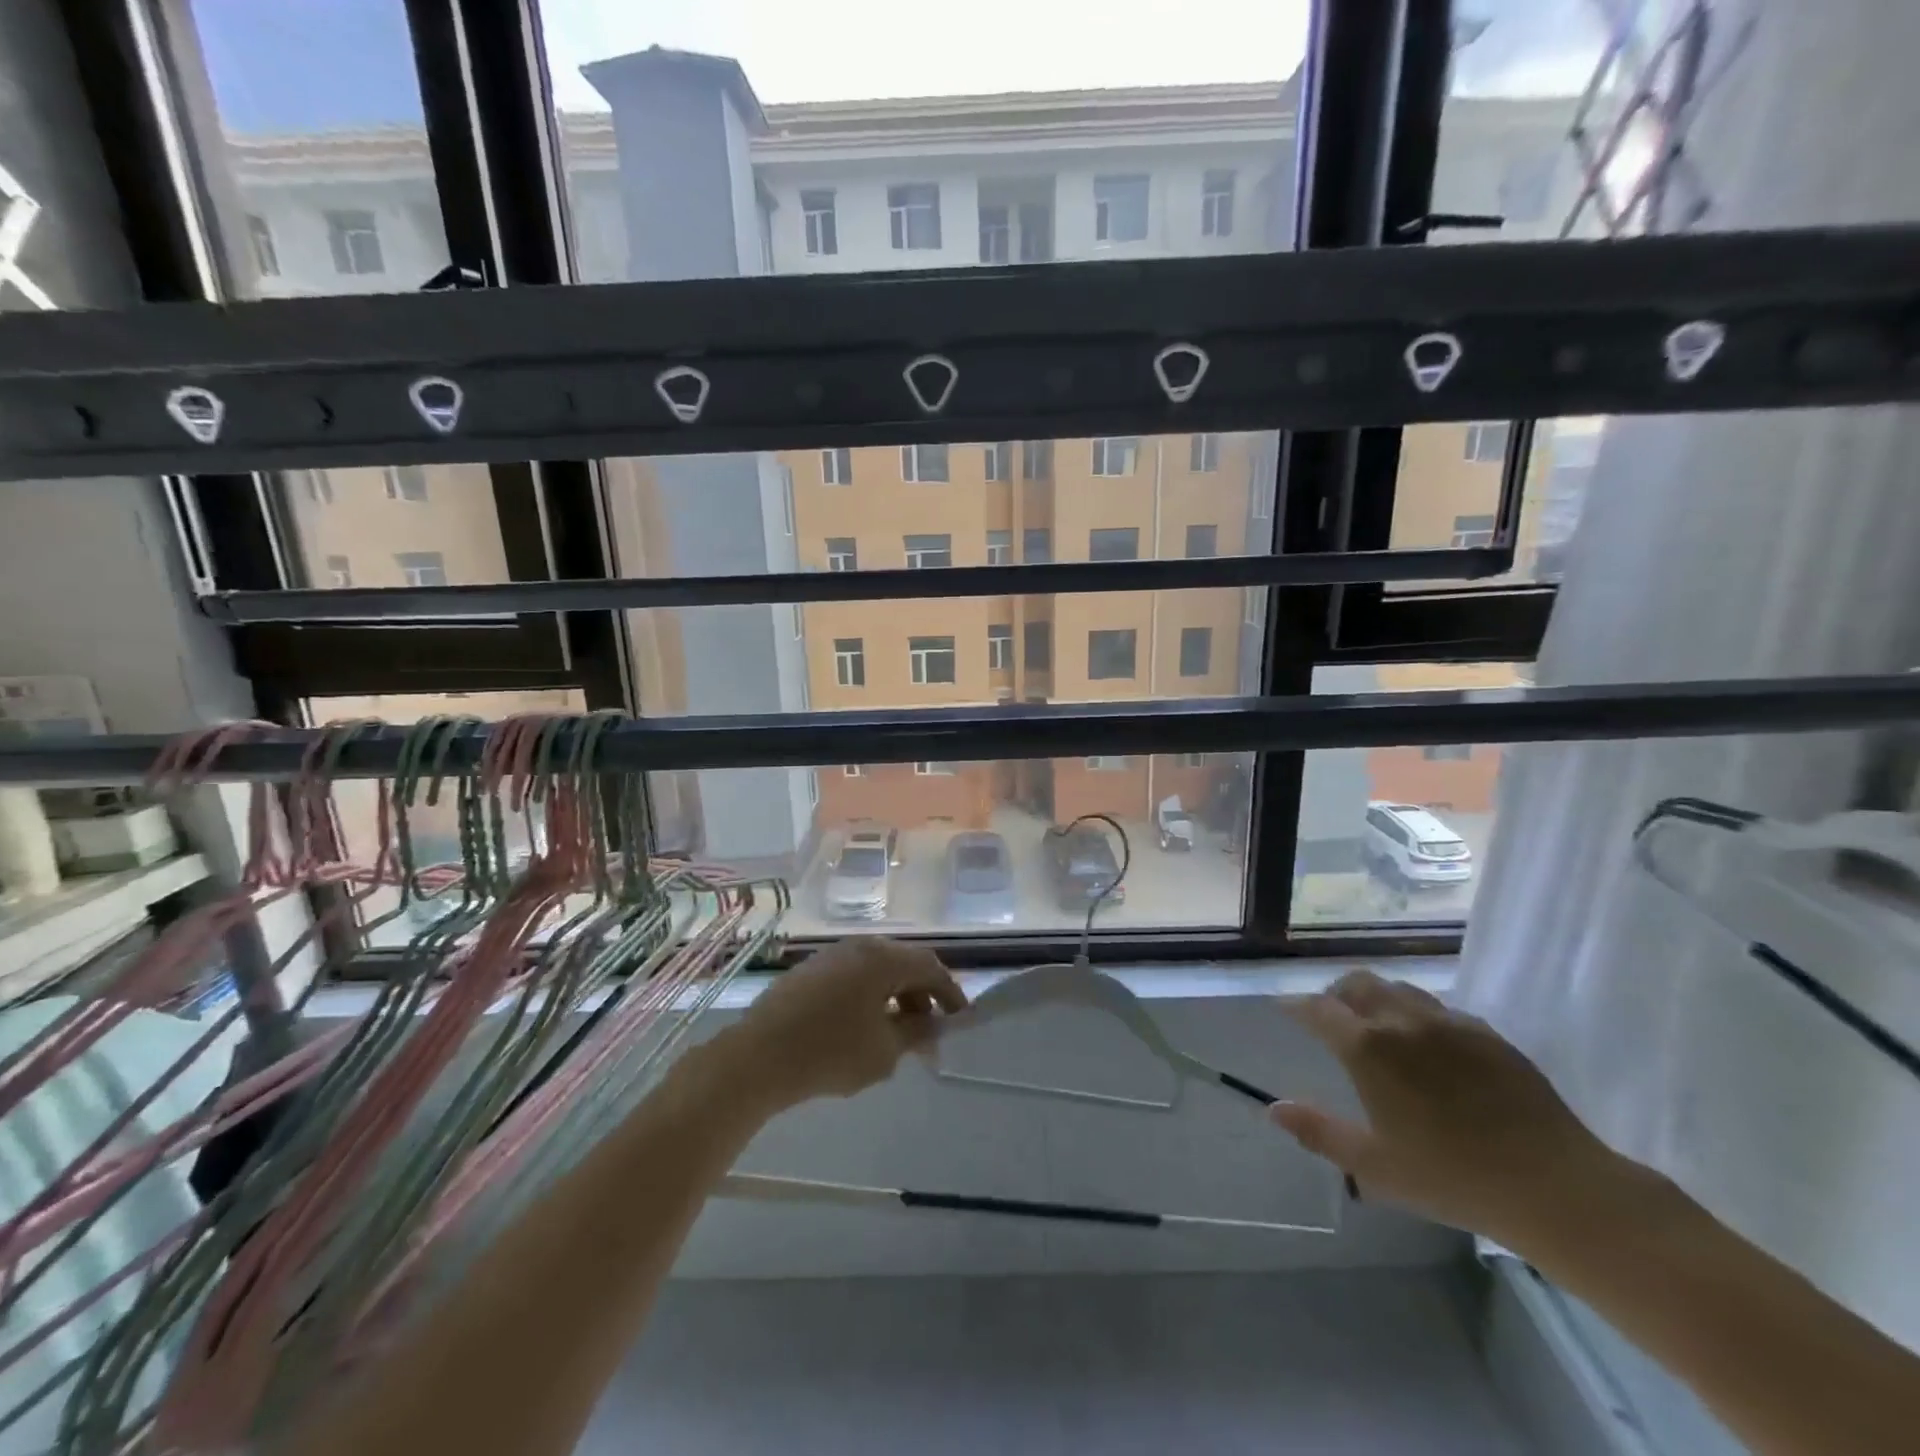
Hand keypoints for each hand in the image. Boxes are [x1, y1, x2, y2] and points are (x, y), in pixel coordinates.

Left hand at [728, 937, 966, 1108]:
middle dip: (921, 997)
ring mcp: (832, 955)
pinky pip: (853, 976)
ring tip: (896, 1035)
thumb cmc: (829, 1052)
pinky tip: (862, 1028)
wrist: (757, 1057)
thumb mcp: (884, 1051)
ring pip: (877, 970)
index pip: (930, 967)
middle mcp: (860, 946)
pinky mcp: (810, 970)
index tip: (959, 1021)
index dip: (950, 993)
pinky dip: (868, 996)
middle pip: (903, 964)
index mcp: (883, 958)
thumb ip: (917, 1033)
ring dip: (894, 997)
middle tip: (927, 1033)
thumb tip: (933, 1025)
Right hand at [1271, 969, 1622, 1249]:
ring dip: (1376, 997)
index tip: (1285, 1008)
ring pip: (1398, 988)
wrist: (1556, 1187)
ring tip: (1377, 1024)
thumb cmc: (1453, 1178)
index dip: (1296, 1006)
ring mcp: (1449, 1022)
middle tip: (1331, 1016)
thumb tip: (1273, 1108)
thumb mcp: (1375, 1166)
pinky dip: (1418, 1014)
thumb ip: (1319, 1132)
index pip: (1317, 1009)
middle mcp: (1402, 1020)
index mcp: (1367, 1048)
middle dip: (1335, 994)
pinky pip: (1439, 1008)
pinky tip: (1429, 1045)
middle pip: (1357, 984)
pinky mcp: (1487, 1033)